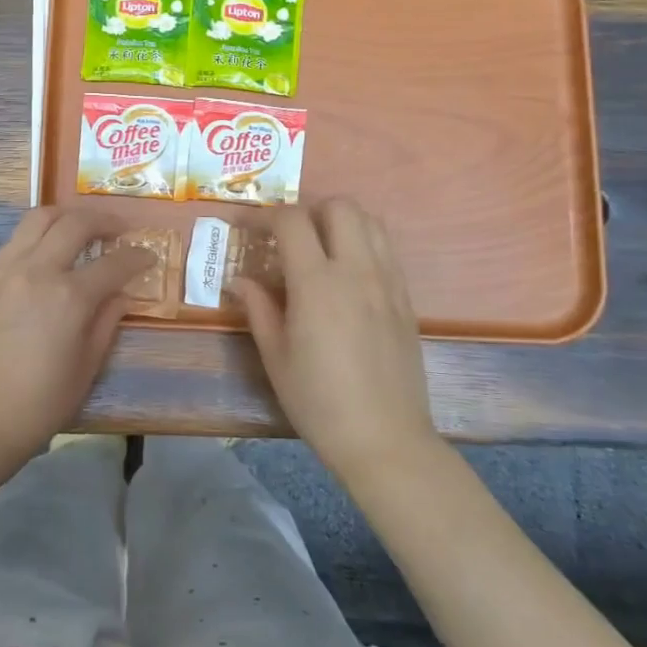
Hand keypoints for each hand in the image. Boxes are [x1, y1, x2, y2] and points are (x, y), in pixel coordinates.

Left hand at [0, 207, 153, 466]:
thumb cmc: (43, 401)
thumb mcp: (89, 364)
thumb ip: (108, 319)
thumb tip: (121, 293)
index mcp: (70, 297)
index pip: (114, 263)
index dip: (137, 257)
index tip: (148, 256)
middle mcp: (38, 271)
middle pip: (75, 223)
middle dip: (104, 220)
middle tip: (119, 231)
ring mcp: (7, 269)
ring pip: (38, 218)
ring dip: (67, 216)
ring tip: (81, 228)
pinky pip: (15, 240)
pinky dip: (37, 235)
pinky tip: (47, 251)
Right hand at [232, 198, 435, 482]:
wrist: (385, 439)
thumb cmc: (319, 402)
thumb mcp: (276, 357)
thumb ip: (258, 309)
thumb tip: (240, 281)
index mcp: (317, 284)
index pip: (292, 221)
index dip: (265, 215)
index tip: (248, 229)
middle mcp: (356, 271)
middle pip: (340, 206)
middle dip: (309, 210)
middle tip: (289, 237)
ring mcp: (387, 282)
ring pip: (371, 221)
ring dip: (341, 221)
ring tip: (321, 248)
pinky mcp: (406, 298)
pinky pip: (387, 249)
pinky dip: (364, 243)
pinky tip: (348, 275)